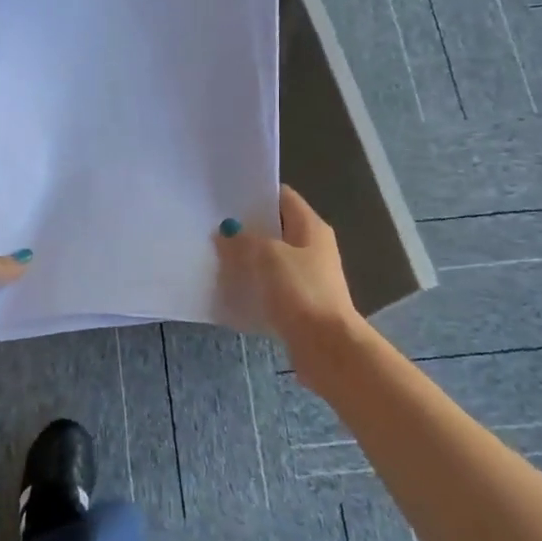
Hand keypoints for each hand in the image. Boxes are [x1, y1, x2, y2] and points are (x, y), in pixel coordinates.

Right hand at [215, 187, 359, 356]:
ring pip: (272, 259)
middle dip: (247, 229)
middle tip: (215, 229)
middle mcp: (313, 247)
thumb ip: (244, 240)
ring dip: (249, 259)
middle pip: (277, 228)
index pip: (283, 197)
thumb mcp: (267, 256)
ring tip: (217, 257)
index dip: (256, 195)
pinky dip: (255, 285)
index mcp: (311, 227)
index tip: (226, 199)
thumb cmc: (301, 291)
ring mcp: (309, 276)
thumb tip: (227, 233)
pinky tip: (232, 288)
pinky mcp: (301, 303)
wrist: (326, 346)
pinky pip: (273, 286)